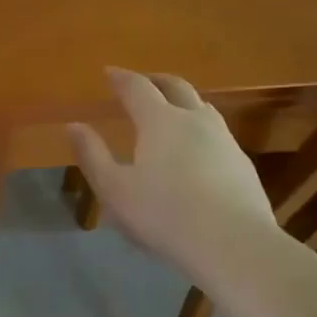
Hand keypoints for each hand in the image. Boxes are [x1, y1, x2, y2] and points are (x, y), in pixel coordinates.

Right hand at [66, 68, 282, 283]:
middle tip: (142, 82)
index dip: (121, 78)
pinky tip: (196, 150)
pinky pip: (217, 133)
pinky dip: (200, 129)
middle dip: (155, 80)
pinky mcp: (242, 163)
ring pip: (202, 107)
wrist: (233, 243)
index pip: (138, 87)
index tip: (108, 72)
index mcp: (160, 122)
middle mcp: (195, 120)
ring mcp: (224, 140)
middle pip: (176, 87)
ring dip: (182, 102)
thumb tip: (74, 126)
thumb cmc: (164, 215)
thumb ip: (92, 155)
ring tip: (171, 112)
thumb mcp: (114, 189)